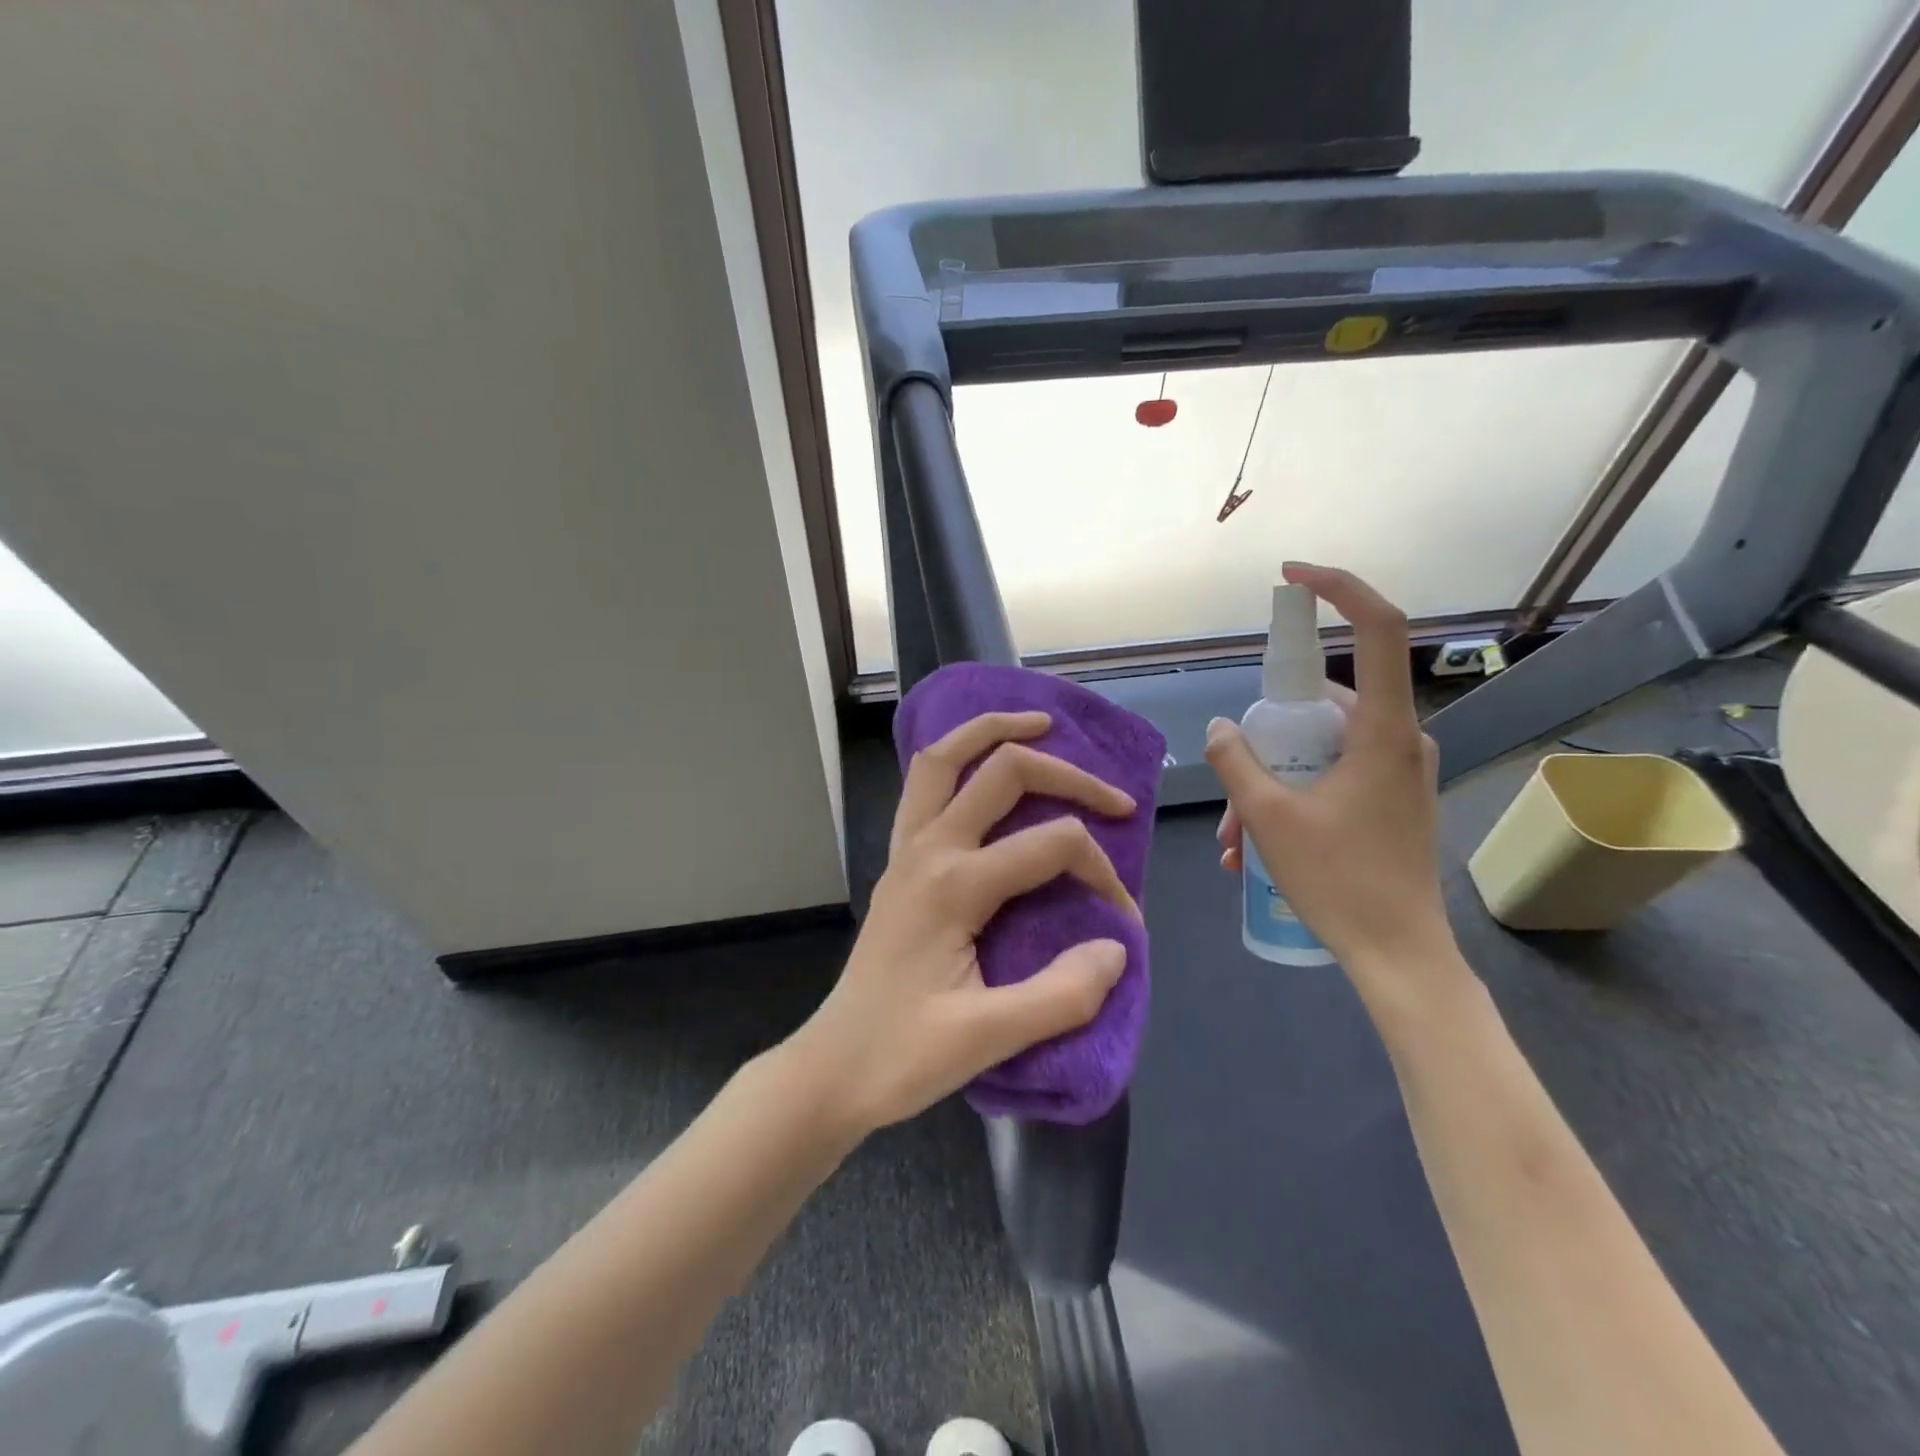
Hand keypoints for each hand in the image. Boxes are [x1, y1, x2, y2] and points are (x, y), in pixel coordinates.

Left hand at [791, 710, 1138, 1134]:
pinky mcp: (899, 861)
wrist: (833, 1067)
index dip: (1102, 873)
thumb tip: (1117, 946)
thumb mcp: (988, 1039)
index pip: (1052, 846)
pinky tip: (984, 766)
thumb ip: (1061, 995)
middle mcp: (928, 849)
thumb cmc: (904, 1057)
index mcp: (953, 885)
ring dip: (994, 731)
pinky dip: (959, 758)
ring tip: (1042, 724)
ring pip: (944, 758)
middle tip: (1115, 800)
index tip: (1124, 922)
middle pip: (1003, 772)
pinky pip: (925, 786)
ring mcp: (906, 849)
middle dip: (1067, 775)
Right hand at [1206, 562, 1454, 991]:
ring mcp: (1397, 771)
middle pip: (1320, 706)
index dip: (1339, 589)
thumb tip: (1219, 727)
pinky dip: (1290, 798)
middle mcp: (1398, 739)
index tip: (1293, 577)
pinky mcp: (1391, 798)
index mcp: (1382, 730)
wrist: (1400, 956)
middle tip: (1229, 794)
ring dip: (1268, 784)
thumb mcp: (1270, 818)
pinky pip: (1331, 776)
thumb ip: (1237, 762)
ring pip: (1318, 749)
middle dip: (1263, 743)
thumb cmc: (1340, 881)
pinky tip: (1255, 849)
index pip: (1378, 629)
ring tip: (1234, 842)